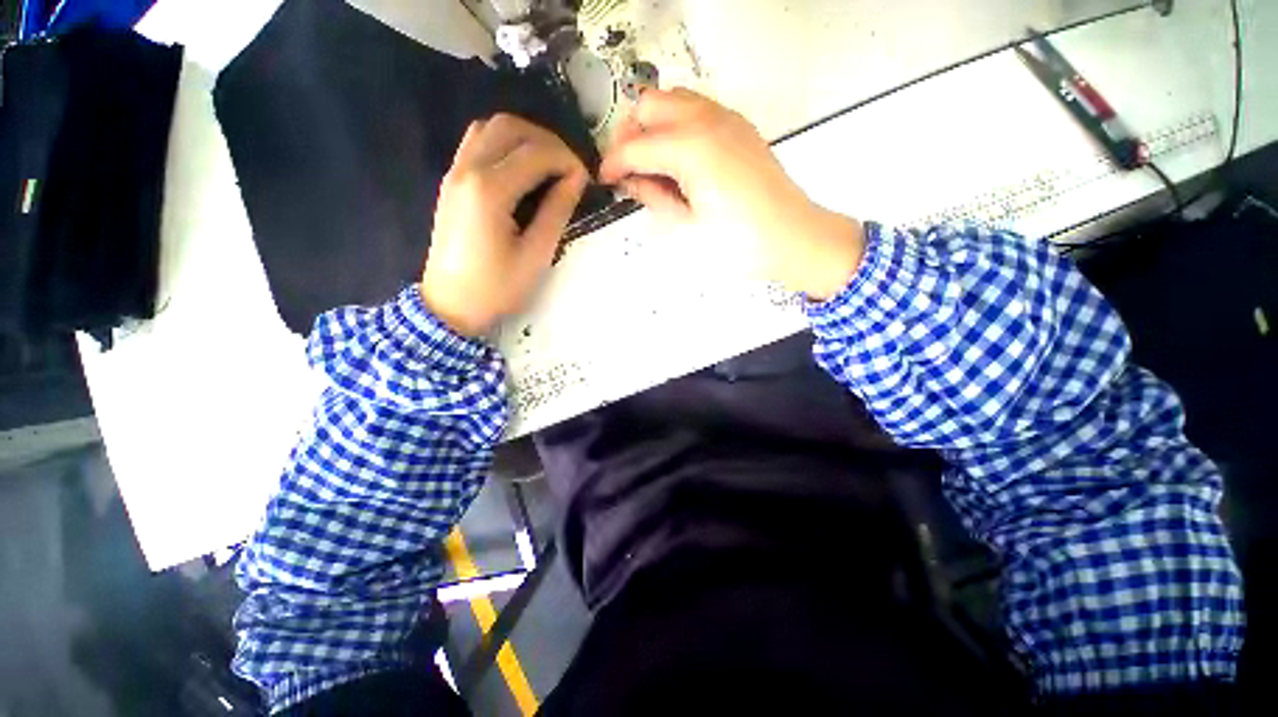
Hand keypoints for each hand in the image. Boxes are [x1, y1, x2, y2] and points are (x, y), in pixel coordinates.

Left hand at [422, 114, 587, 336]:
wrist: (450, 305)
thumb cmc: (497, 288)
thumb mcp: (536, 255)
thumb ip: (557, 211)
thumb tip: (575, 179)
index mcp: (490, 190)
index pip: (536, 153)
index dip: (567, 160)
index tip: (585, 180)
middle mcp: (467, 169)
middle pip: (509, 127)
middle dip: (547, 140)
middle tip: (568, 168)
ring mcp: (454, 173)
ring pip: (489, 128)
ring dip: (524, 138)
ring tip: (548, 165)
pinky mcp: (451, 182)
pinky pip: (476, 143)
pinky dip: (504, 145)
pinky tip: (521, 170)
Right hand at [599, 88, 863, 299]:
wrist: (793, 238)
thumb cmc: (739, 243)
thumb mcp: (687, 227)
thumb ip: (654, 198)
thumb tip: (631, 181)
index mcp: (690, 147)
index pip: (635, 145)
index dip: (613, 163)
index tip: (604, 180)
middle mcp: (706, 120)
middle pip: (650, 104)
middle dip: (630, 134)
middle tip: (628, 170)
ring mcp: (726, 118)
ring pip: (674, 99)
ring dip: (654, 125)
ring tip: (652, 165)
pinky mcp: (739, 126)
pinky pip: (697, 109)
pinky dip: (678, 125)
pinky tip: (679, 159)